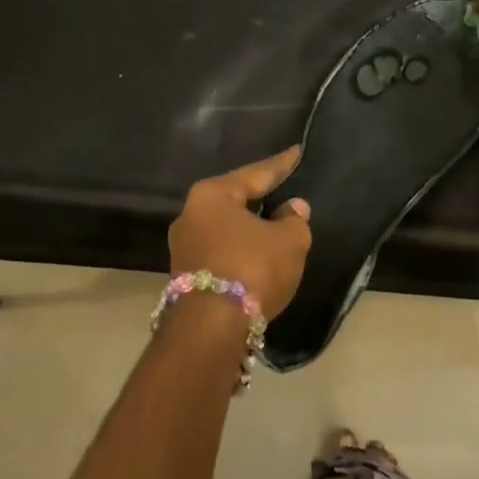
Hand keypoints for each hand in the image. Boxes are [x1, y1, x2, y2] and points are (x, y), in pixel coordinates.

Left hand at [168, 147, 312, 321]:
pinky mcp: (184, 275)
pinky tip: (255, 253)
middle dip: (259, 197)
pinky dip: (239, 250)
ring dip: (248, 227)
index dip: (280, 165)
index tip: (296, 152)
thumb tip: (292, 207)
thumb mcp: (288, 241)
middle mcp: (190, 214)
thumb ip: (294, 220)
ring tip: (272, 223)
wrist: (211, 327)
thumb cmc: (252, 268)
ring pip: (224, 228)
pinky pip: (219, 251)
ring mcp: (183, 247)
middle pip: (233, 200)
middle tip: (281, 187)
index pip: (254, 174)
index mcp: (212, 195)